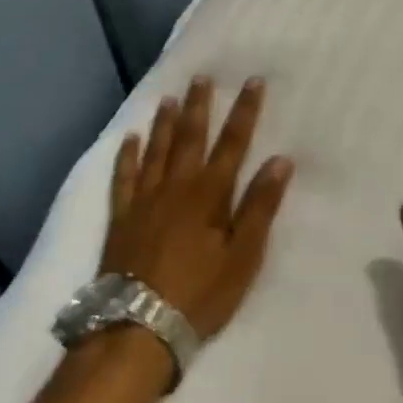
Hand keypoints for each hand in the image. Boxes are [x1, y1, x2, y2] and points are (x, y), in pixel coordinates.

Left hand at [103, 76, 295, 342]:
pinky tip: (130, 138)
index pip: (232, 144)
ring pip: (156, 150)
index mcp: (209, 195)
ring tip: (169, 97)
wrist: (137, 326)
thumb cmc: (200, 294)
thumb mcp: (243, 256)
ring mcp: (144, 200)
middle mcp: (176, 187)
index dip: (244, 112)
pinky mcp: (121, 218)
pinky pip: (123, 177)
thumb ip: (259, 207)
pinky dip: (128, 156)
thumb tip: (280, 161)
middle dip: (200, 106)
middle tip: (202, 76)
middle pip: (190, 138)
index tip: (253, 82)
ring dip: (165, 123)